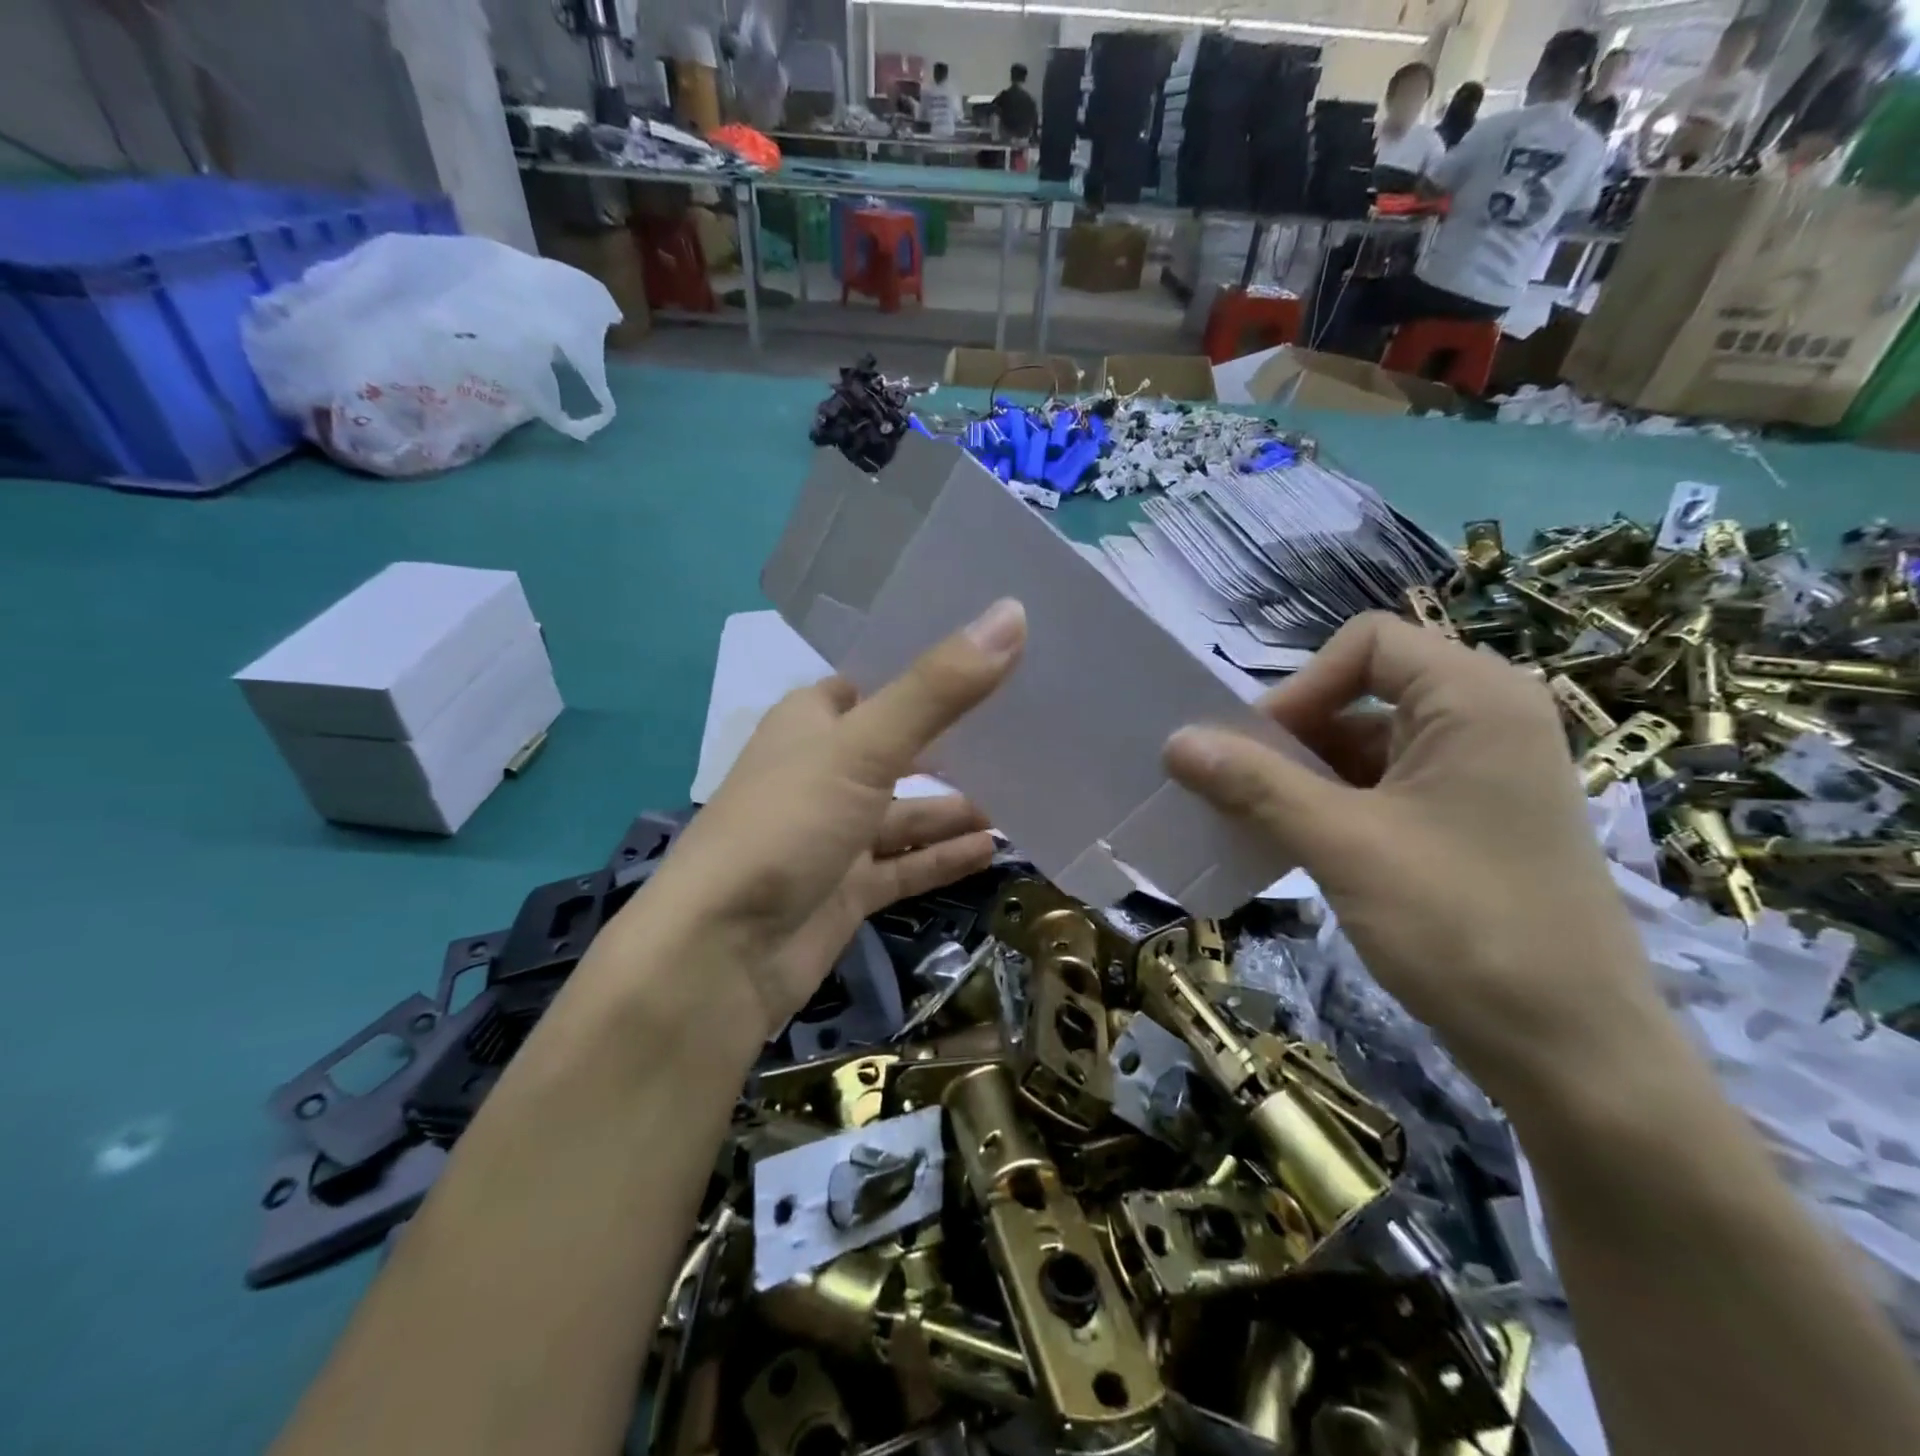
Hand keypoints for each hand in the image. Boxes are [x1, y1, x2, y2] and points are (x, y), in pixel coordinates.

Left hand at [637, 600, 1027, 1039]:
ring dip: (956, 807)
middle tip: (1029, 725)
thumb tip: (1012, 612)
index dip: (928, 667)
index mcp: (811, 722)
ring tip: (1023, 795)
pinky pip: (906, 867)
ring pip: (907, 812)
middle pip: (900, 747)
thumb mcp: (863, 749)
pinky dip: (943, 858)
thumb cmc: (786, 826)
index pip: (875, 680)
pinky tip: (991, 849)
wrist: (721, 955)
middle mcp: (822, 772)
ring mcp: (834, 835)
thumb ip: (938, 690)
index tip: (994, 652)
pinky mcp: (846, 890)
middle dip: (956, 742)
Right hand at [1165, 613, 1659, 1101]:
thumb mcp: (1343, 845)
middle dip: (1296, 735)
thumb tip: (1175, 743)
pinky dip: (1337, 804)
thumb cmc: (1462, 925)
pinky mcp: (1476, 818)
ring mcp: (1486, 771)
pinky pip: (1389, 785)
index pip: (1366, 643)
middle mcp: (1488, 718)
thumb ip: (1255, 784)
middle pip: (1365, 690)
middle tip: (1244, 789)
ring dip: (1307, 775)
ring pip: (1371, 742)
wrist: (1573, 1052)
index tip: (1259, 749)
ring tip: (1260, 822)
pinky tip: (1299, 845)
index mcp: (1475, 698)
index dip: (1302, 686)